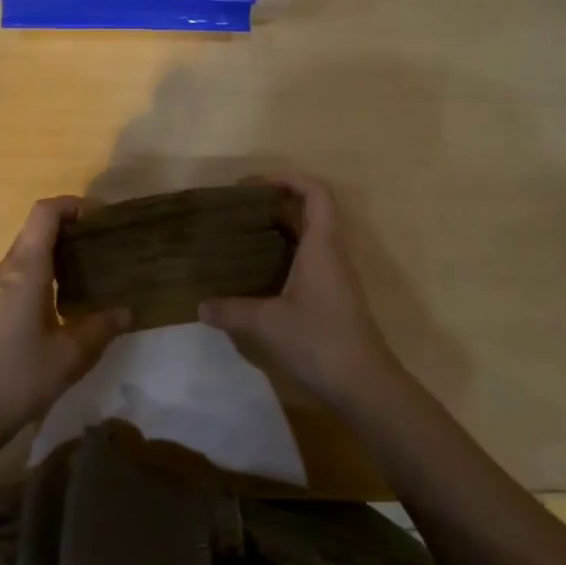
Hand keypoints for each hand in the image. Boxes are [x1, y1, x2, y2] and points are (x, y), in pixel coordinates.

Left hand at [0, 197, 128, 441]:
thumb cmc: (20, 376)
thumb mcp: (72, 354)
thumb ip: (102, 327)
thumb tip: (128, 311)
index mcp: (25, 269)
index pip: (44, 213)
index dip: (72, 205)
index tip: (101, 218)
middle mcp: (6, 269)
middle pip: (36, 228)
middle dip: (70, 226)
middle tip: (104, 243)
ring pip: (27, 250)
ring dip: (57, 249)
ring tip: (90, 268)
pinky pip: (20, 271)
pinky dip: (45, 269)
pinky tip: (65, 297)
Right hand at [199, 175, 408, 411]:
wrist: (364, 385)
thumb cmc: (319, 340)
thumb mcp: (267, 323)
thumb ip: (232, 310)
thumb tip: (201, 305)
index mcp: (321, 246)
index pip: (316, 193)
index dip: (291, 179)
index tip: (257, 184)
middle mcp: (332, 254)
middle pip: (311, 211)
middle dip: (277, 203)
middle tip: (240, 209)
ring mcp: (335, 277)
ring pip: (310, 237)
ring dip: (282, 229)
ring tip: (244, 235)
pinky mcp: (333, 298)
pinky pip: (310, 260)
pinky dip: (286, 255)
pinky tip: (260, 272)